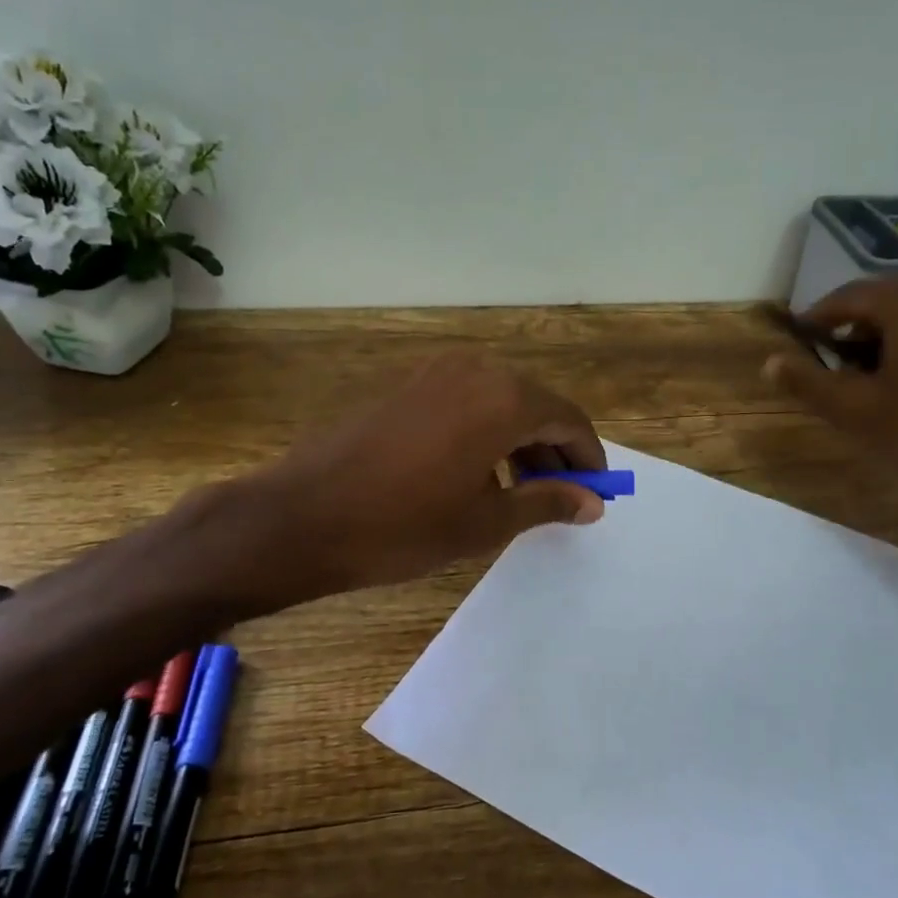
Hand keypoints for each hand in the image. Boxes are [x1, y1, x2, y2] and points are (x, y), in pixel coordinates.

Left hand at [221, 350, 608, 605]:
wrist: (301, 517)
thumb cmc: (402, 526)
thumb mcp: (485, 522)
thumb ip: (546, 502)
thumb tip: (592, 502)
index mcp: (503, 398)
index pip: (568, 419)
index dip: (588, 458)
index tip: (595, 493)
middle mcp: (474, 371)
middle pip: (535, 405)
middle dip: (554, 450)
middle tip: (559, 497)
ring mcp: (434, 373)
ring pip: (499, 401)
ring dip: (519, 440)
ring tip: (519, 490)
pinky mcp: (405, 386)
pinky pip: (465, 401)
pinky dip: (485, 430)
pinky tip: (475, 471)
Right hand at [761, 276, 897, 533]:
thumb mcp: (854, 410)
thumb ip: (807, 382)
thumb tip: (769, 362)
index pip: (848, 297)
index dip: (818, 319)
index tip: (800, 341)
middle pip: (884, 299)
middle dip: (853, 327)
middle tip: (831, 362)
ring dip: (886, 334)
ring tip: (868, 374)